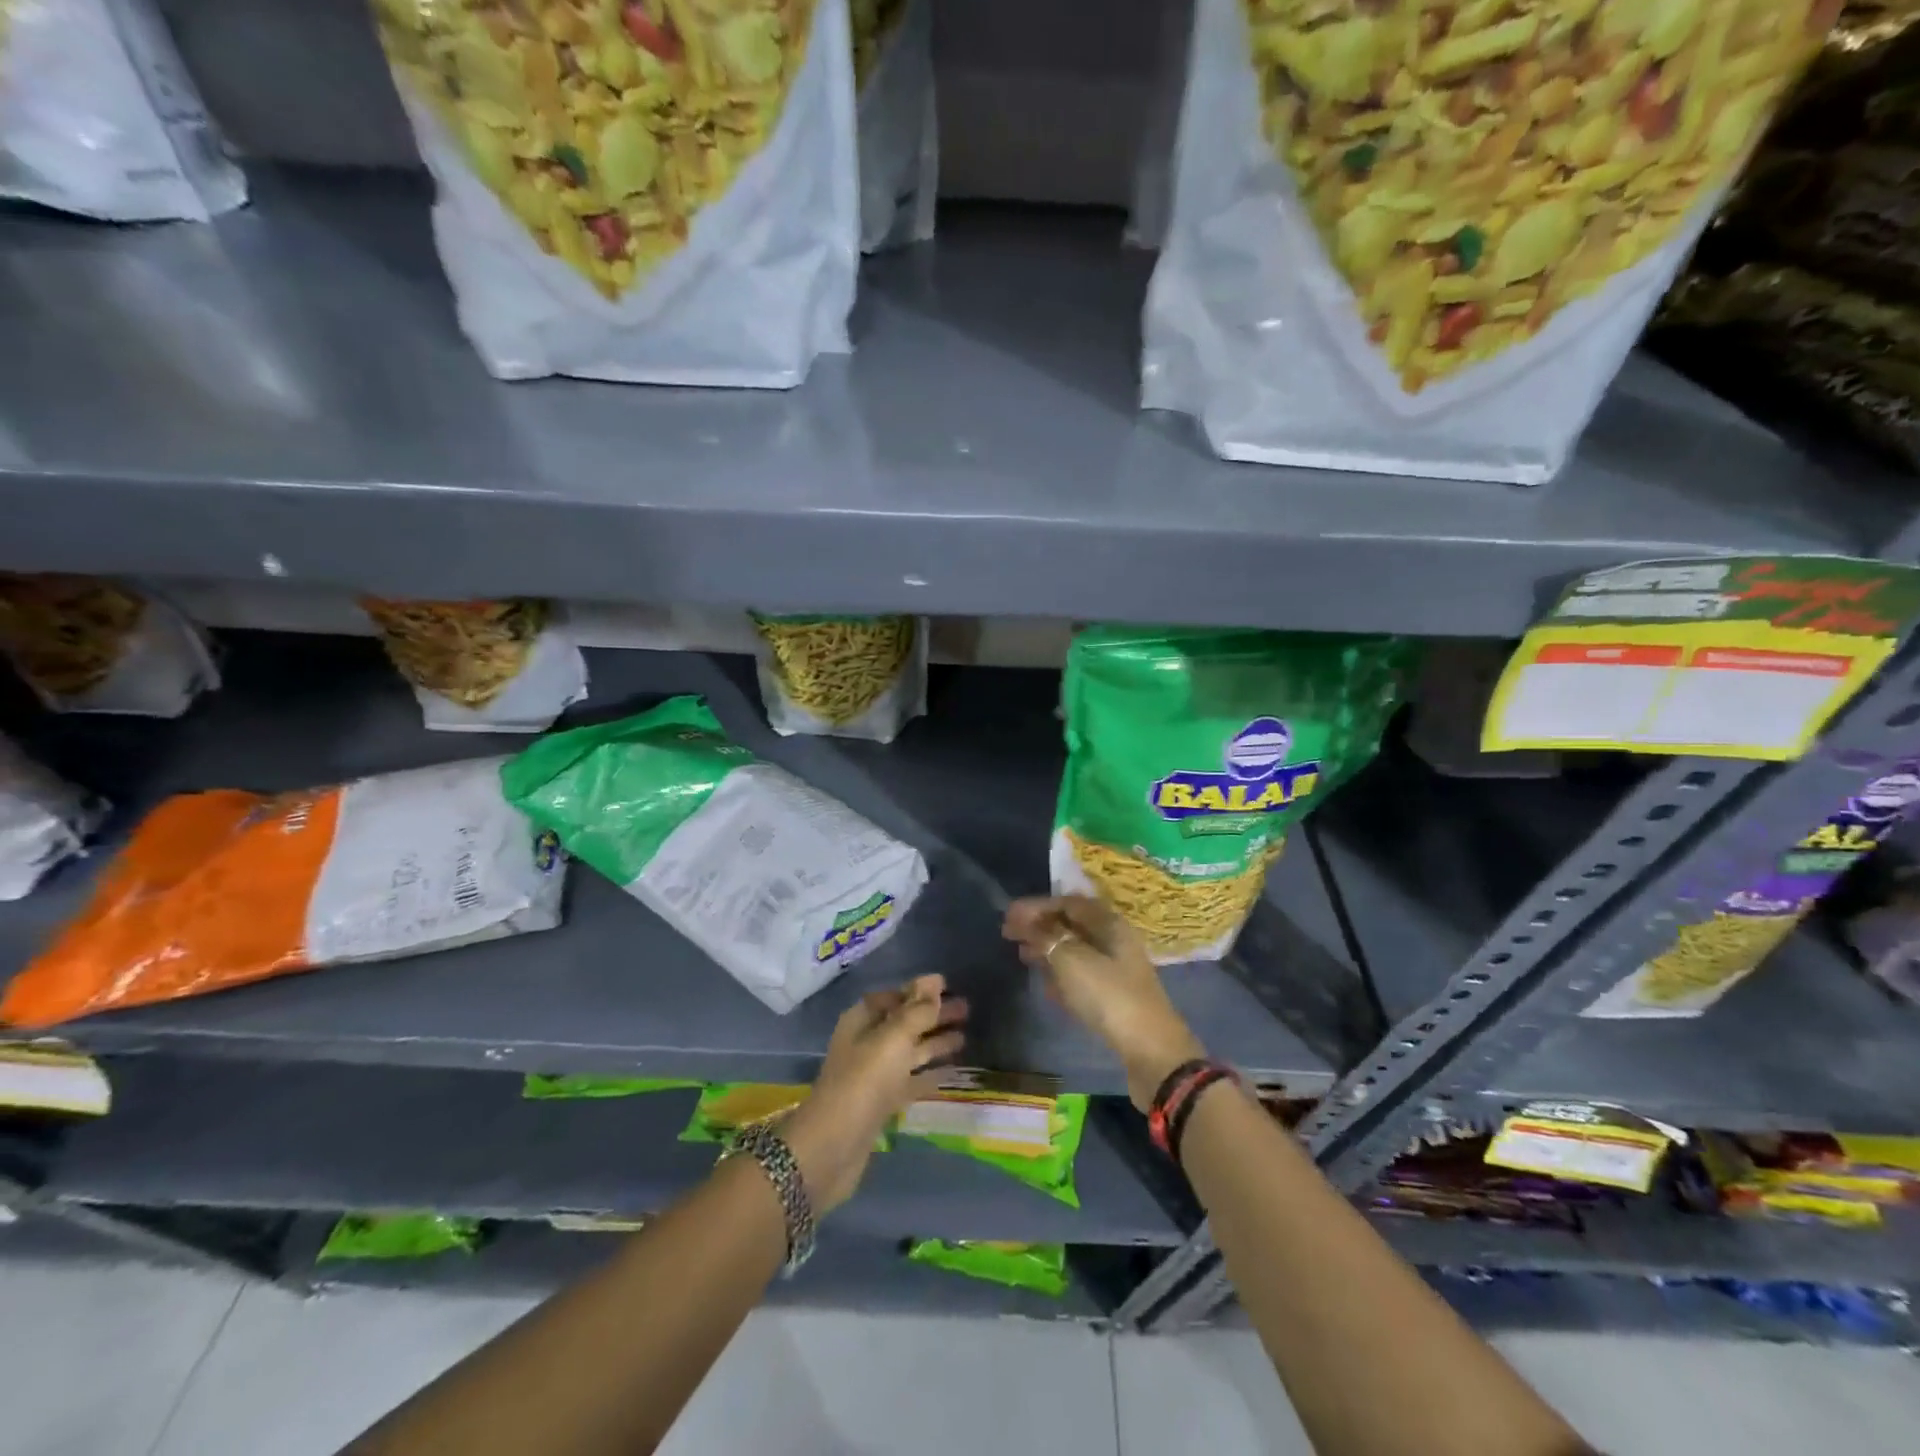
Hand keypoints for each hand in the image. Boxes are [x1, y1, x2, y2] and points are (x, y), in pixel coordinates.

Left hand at [783, 975, 966, 1213]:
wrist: (833, 1146)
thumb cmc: (864, 1081)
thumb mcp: (893, 1038)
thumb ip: (917, 1010)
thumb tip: (933, 980)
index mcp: (862, 1021)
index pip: (893, 997)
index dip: (918, 991)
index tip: (948, 986)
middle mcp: (867, 1044)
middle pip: (905, 1023)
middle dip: (933, 1015)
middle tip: (967, 1009)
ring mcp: (874, 1076)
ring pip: (910, 1052)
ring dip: (935, 1043)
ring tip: (966, 1037)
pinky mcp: (882, 1104)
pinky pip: (911, 1081)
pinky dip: (929, 1074)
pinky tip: (952, 1072)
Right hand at [1003, 895, 1205, 1112]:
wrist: (1151, 1052)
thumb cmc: (1109, 997)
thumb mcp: (1071, 962)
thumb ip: (1046, 937)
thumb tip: (1025, 919)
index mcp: (1109, 924)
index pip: (1068, 903)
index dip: (1037, 906)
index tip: (1008, 915)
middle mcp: (1115, 940)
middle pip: (1072, 925)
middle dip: (1040, 926)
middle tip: (1009, 934)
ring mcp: (1117, 970)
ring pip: (1076, 950)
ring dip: (1048, 950)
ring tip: (1022, 956)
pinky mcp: (1115, 996)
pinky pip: (1081, 975)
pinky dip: (1061, 974)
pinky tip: (1045, 984)